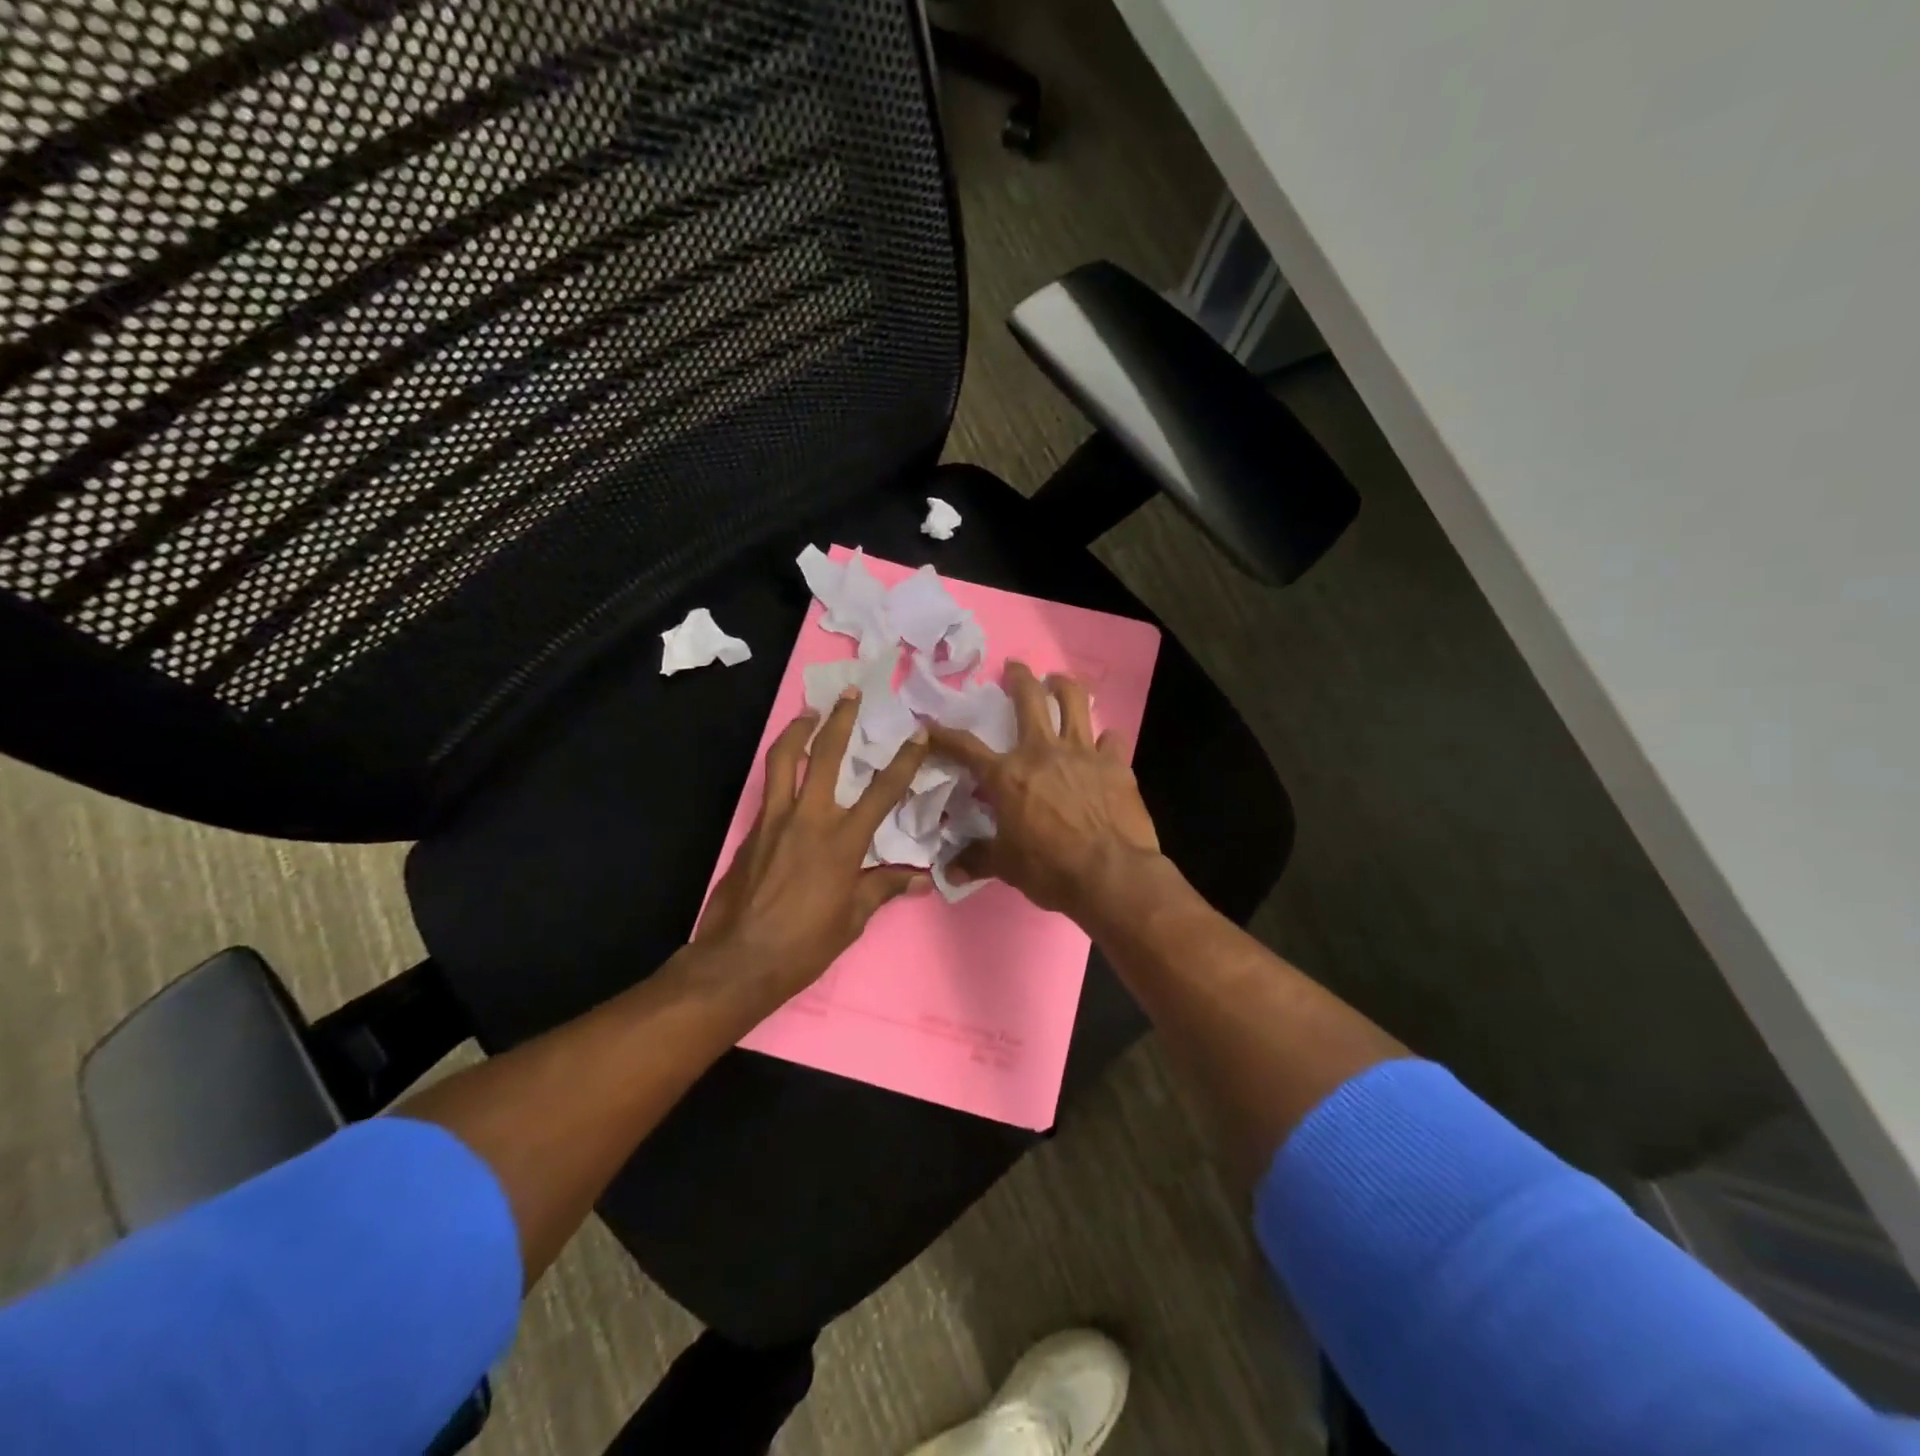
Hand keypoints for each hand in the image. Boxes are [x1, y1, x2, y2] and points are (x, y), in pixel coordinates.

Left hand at [695, 690, 931, 1000]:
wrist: (739, 960)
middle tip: (849, 693)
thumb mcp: (852, 919)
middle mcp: (809, 819)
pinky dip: (781, 766)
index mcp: (843, 842)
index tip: (919, 732)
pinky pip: (769, 786)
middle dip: (840, 720)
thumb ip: (883, 888)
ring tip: (808, 711)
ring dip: (798, 730)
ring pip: (785, 759)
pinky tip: (788, 768)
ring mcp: (776, 820)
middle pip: (826, 755)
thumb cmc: (804, 944)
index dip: (905, 759)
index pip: (882, 791)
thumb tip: (920, 879)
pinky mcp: (753, 829)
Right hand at [928, 662, 1163, 920]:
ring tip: (1059, 681)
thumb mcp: (1006, 866)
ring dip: (1064, 686)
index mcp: (1008, 776)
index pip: (966, 748)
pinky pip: (1112, 739)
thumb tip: (949, 870)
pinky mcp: (1115, 764)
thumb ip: (977, 859)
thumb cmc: (1050, 870)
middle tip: (1015, 667)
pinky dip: (1106, 739)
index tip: (930, 724)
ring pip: (1074, 702)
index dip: (944, 735)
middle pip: (1028, 700)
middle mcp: (1042, 753)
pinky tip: (1105, 743)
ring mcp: (1082, 753)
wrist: (1111, 875)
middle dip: (1019, 677)